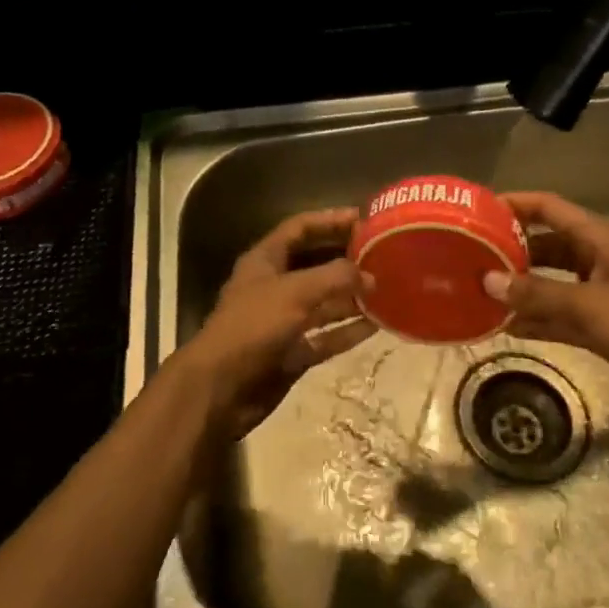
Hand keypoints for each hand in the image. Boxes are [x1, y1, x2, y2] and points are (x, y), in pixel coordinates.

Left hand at [172, 208, 376, 439]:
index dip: (330, 220)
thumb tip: (370, 276)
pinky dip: (347, 331)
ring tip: (388, 290)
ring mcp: (283, 321)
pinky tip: (377, 325)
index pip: (300, 228)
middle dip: (346, 258)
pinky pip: (325, 336)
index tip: (364, 218)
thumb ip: (335, 277)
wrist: (220, 388)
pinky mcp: (291, 352)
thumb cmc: (253, 326)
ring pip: (323, 302)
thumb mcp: (295, 292)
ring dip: (352, 296)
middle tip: (383, 254)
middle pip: (315, 263)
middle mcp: (275, 286)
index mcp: (265, 260)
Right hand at [482, 191, 608, 420]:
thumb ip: (538, 294)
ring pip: (550, 282)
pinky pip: (560, 314)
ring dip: (519, 287)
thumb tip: (488, 281)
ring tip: (477, 292)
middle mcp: (596, 258)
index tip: (475, 211)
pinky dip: (536, 317)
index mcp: (598, 239)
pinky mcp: (604, 324)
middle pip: (544, 244)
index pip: (548, 207)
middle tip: (467, 258)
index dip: (513, 204)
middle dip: (508, 250)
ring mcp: (600, 292)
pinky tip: (504, 326)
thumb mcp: (591, 307)